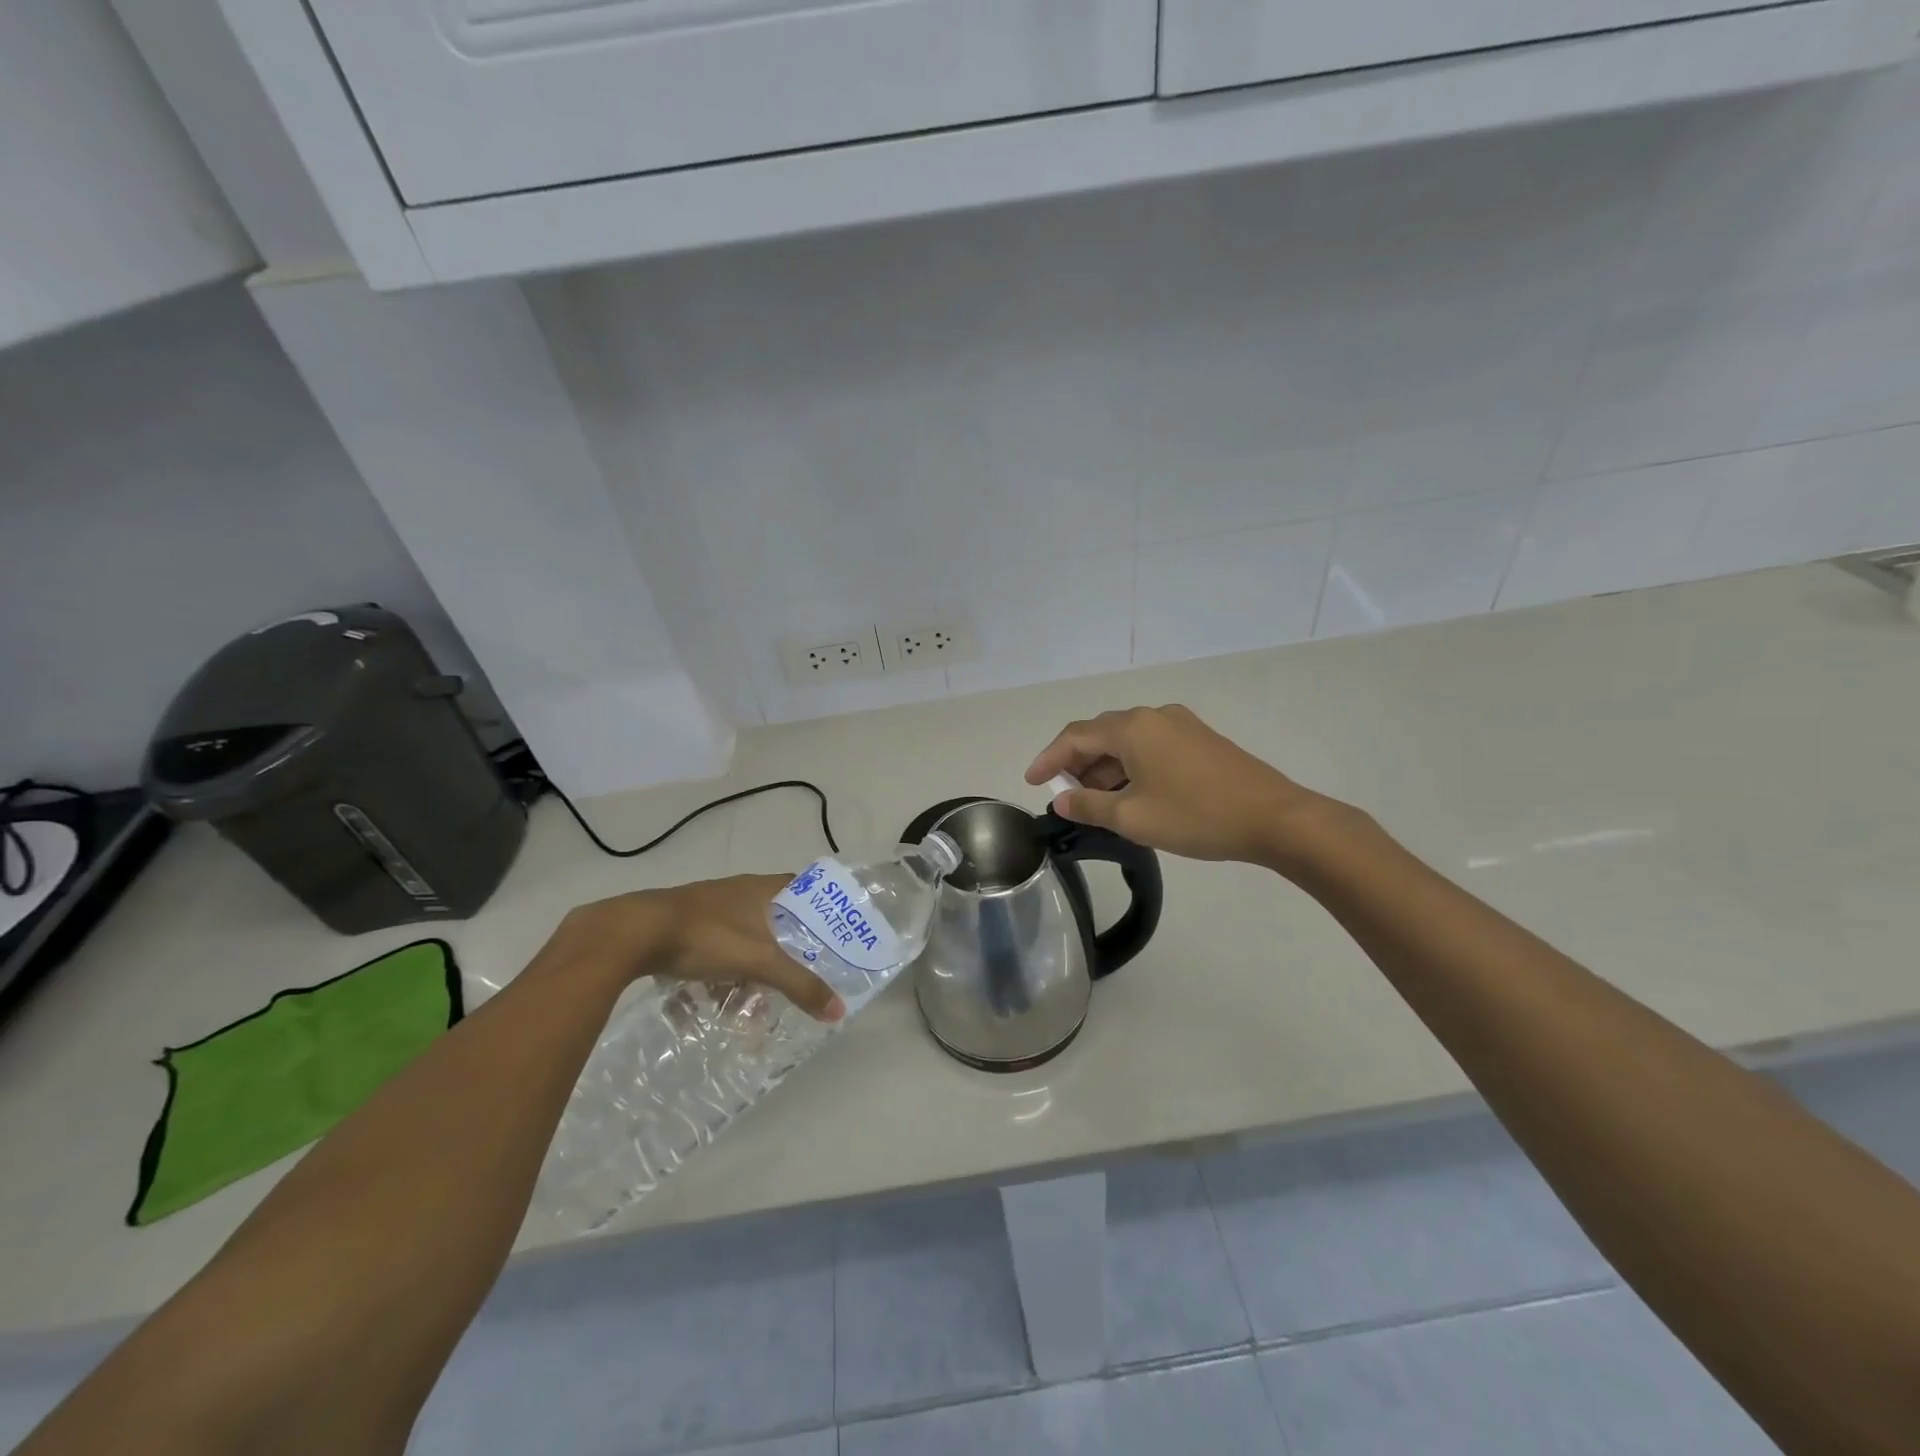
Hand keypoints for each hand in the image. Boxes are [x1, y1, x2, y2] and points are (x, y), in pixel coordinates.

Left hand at [548, 874, 843, 1021]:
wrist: (632, 933)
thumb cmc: (707, 936)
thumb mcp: (760, 962)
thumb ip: (800, 985)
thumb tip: (838, 1010)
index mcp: (761, 888)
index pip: (805, 888)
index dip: (822, 909)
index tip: (835, 936)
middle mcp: (737, 892)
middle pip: (773, 919)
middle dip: (784, 952)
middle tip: (795, 979)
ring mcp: (707, 908)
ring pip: (741, 939)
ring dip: (747, 971)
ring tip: (749, 1005)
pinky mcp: (681, 927)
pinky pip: (710, 952)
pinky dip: (714, 976)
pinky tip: (705, 1004)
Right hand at [1025, 704, 1329, 865]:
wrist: (1274, 818)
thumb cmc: (1196, 816)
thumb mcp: (1133, 818)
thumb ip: (1089, 806)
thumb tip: (1061, 800)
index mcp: (1132, 728)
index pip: (1075, 736)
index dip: (1049, 759)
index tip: (1031, 782)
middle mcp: (1153, 716)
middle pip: (1101, 734)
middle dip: (1078, 764)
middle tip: (1067, 797)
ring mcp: (1180, 725)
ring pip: (1127, 741)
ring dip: (1106, 768)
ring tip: (1098, 803)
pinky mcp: (1200, 739)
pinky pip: (1150, 746)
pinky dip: (1131, 766)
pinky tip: (1133, 794)